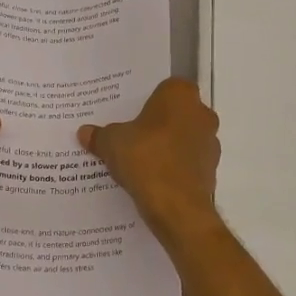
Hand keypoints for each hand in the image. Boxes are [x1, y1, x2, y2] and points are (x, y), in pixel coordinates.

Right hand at [79, 78, 220, 238]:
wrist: (176, 206)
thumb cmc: (145, 159)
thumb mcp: (111, 144)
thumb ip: (99, 135)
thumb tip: (84, 132)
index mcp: (180, 95)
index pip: (164, 88)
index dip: (147, 101)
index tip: (130, 115)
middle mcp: (202, 113)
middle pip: (176, 114)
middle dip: (157, 124)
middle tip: (131, 136)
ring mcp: (210, 143)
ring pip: (184, 139)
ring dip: (167, 147)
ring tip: (139, 162)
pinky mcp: (211, 170)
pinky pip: (187, 163)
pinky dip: (174, 168)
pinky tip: (153, 180)